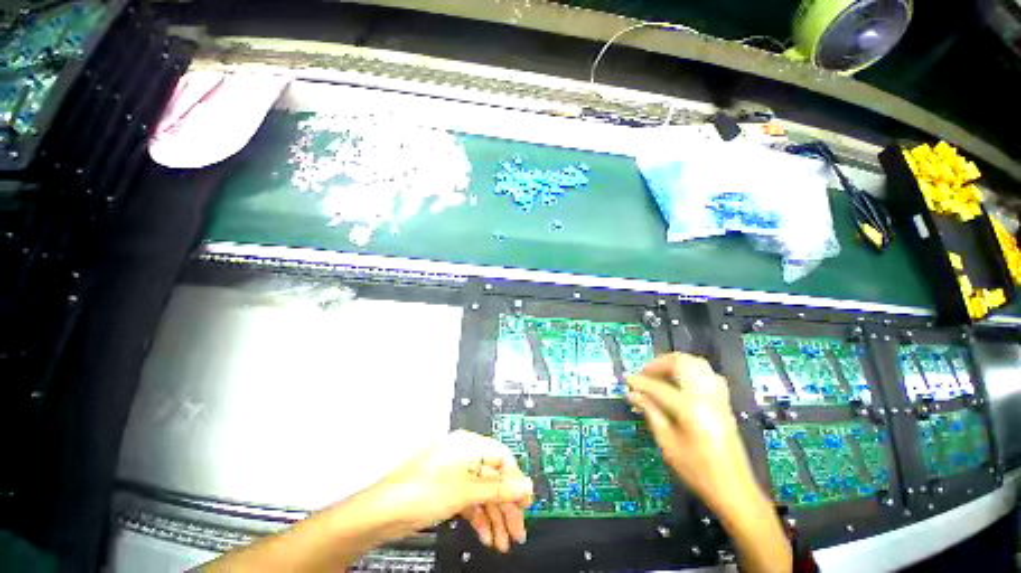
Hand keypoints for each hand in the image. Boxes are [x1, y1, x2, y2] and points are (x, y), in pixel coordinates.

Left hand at [378, 430, 533, 552]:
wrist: (383, 512)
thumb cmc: (419, 491)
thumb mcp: (464, 491)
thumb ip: (497, 488)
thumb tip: (523, 486)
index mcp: (469, 445)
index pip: (502, 457)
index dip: (516, 480)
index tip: (525, 503)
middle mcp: (464, 456)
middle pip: (494, 478)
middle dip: (507, 504)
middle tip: (517, 529)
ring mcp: (455, 475)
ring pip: (484, 493)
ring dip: (495, 516)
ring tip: (504, 540)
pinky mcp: (447, 491)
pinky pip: (471, 502)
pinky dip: (480, 518)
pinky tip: (487, 534)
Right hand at [626, 353, 762, 514]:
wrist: (735, 490)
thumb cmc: (699, 472)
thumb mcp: (668, 445)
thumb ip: (651, 414)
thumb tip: (633, 395)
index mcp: (691, 409)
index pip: (659, 387)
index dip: (639, 382)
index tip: (626, 379)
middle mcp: (707, 397)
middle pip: (682, 363)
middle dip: (659, 363)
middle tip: (645, 374)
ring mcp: (718, 398)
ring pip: (696, 363)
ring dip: (675, 364)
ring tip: (660, 374)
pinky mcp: (724, 402)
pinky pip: (707, 374)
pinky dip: (691, 370)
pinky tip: (681, 382)